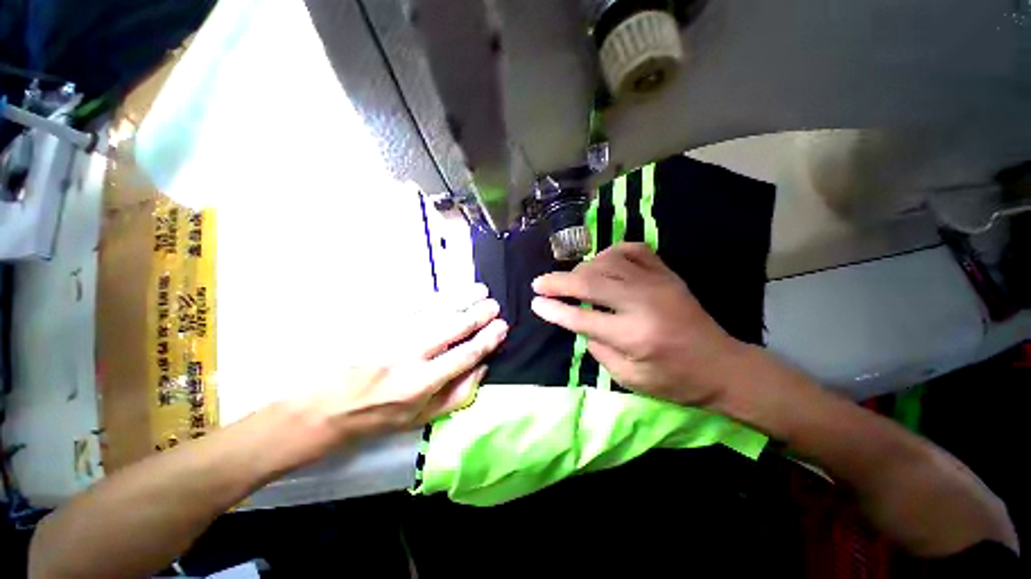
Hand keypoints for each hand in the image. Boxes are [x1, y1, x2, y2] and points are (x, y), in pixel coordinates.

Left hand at [283, 283, 507, 465]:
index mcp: (421, 383)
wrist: (323, 406)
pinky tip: (449, 291)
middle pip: (453, 327)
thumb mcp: (420, 419)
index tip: (502, 327)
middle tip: (494, 305)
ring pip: (436, 309)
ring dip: (462, 298)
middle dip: (478, 314)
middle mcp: (409, 355)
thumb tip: (483, 367)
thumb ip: (457, 395)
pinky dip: (436, 295)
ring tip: (480, 290)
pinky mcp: (377, 321)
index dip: (488, 339)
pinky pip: (412, 303)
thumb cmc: (377, 416)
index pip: (465, 354)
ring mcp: (392, 333)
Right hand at [531, 243, 743, 406]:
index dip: (554, 310)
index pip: (582, 318)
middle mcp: (643, 303)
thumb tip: (577, 322)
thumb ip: (598, 348)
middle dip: (559, 282)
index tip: (535, 303)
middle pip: (590, 283)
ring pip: (607, 262)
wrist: (721, 366)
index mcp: (635, 337)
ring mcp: (657, 283)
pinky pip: (632, 249)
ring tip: (571, 280)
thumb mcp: (629, 379)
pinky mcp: (667, 273)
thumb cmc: (674, 380)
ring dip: (582, 269)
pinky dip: (610, 252)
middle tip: (539, 283)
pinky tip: (601, 263)